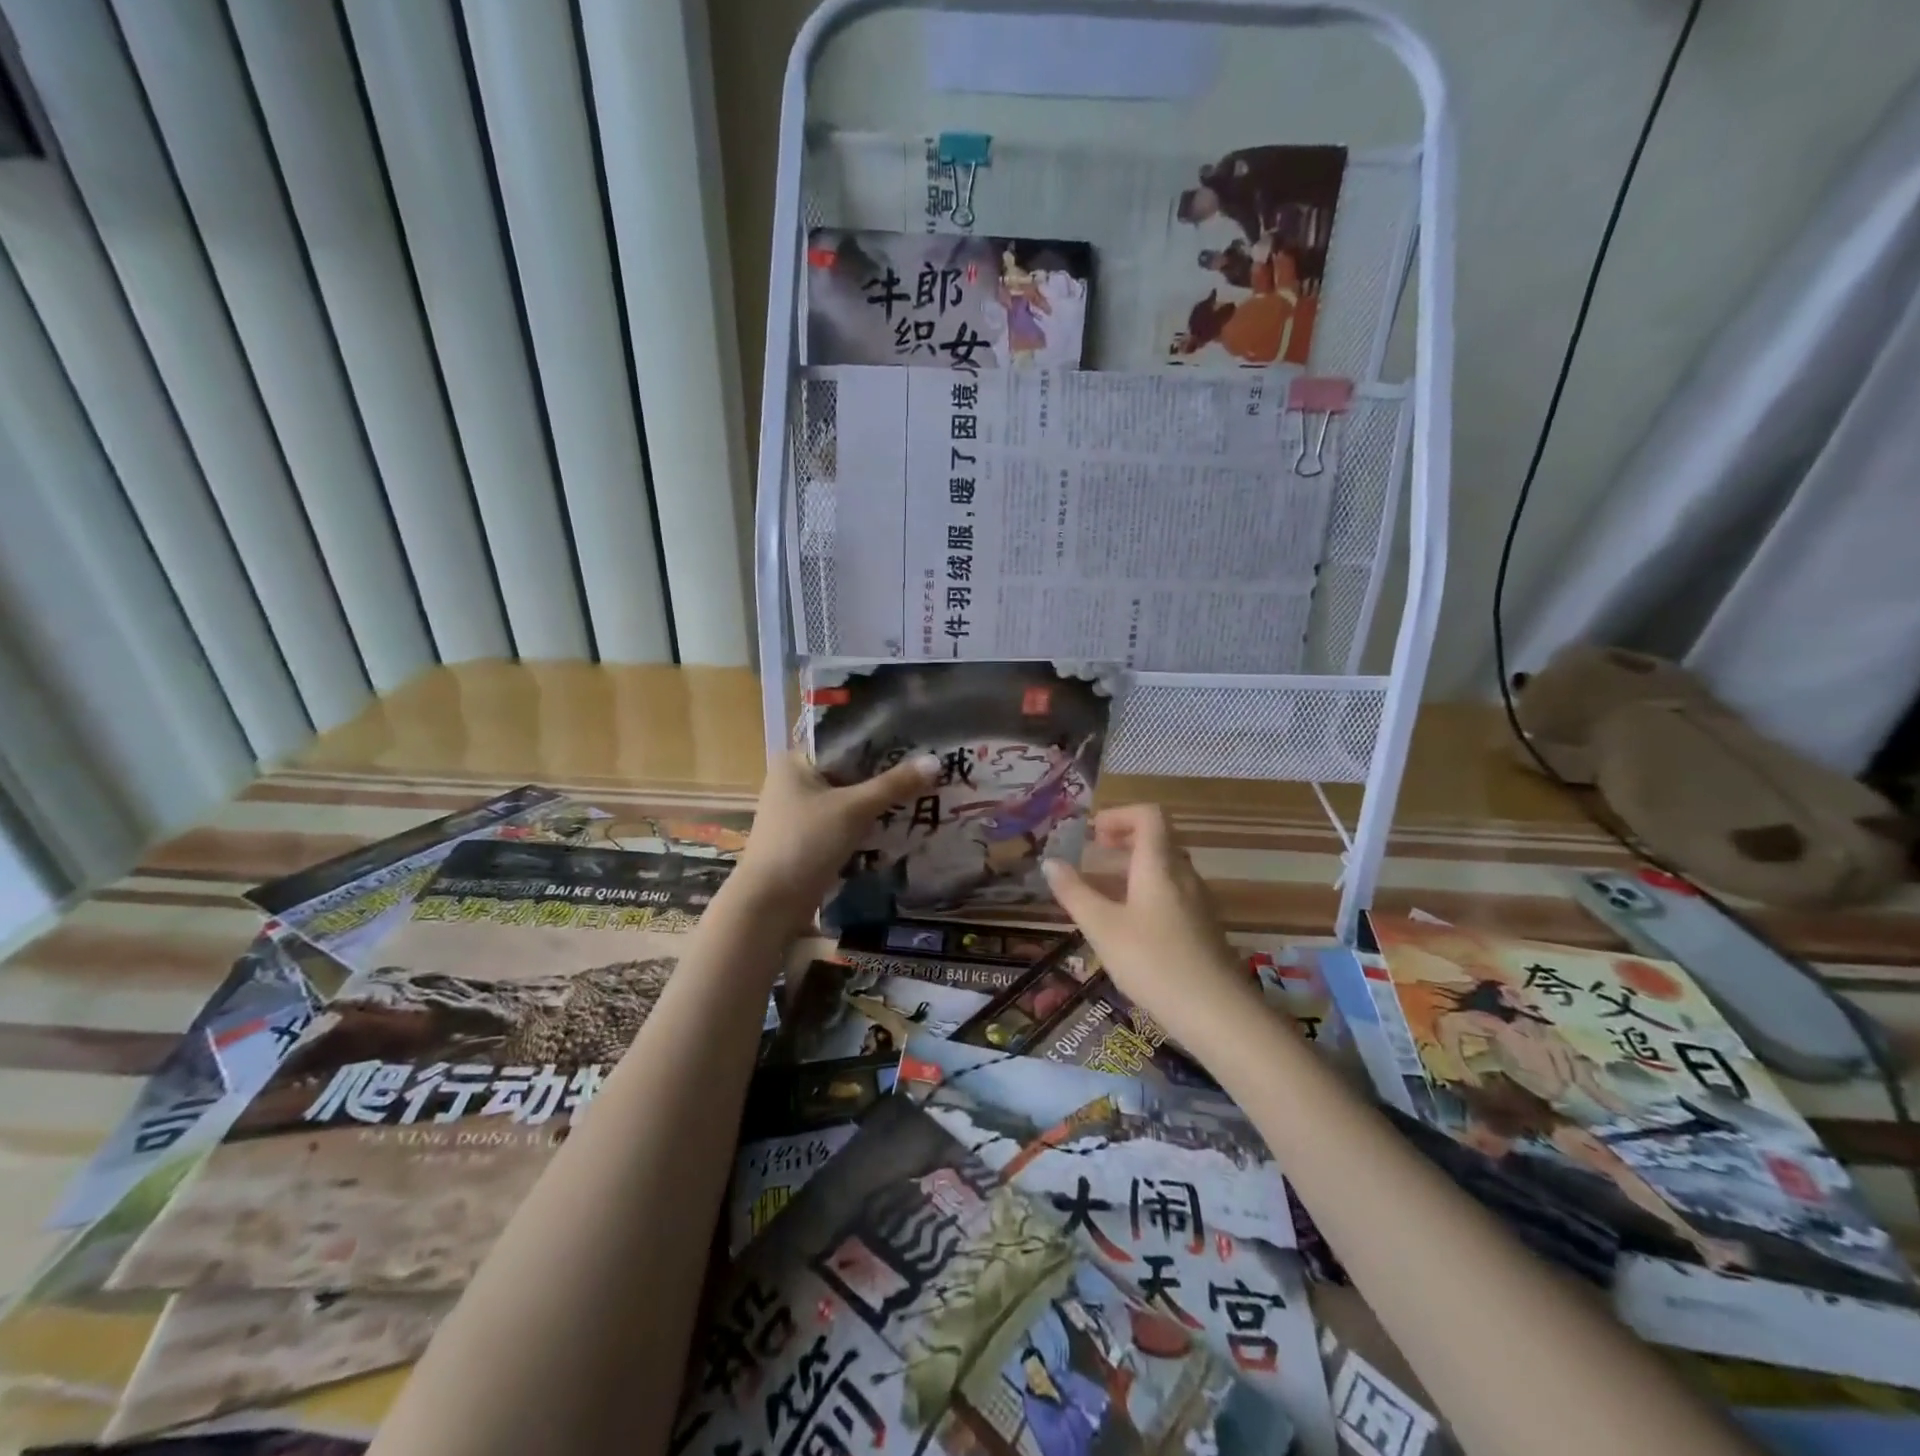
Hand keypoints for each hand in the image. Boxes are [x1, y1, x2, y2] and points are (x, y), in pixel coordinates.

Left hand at [725, 750, 939, 929]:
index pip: (845, 741)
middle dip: (885, 776)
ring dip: (878, 803)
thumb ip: (894, 785)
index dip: (882, 742)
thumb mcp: (854, 809)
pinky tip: (898, 826)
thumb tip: (935, 761)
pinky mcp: (807, 840)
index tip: (918, 744)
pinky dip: (866, 824)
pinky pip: (843, 823)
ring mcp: (799, 813)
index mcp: (795, 761)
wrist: (769, 905)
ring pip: (848, 799)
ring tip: (922, 796)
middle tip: (927, 772)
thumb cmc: (805, 843)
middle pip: (849, 771)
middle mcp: (793, 781)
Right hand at [1042, 805, 1256, 1048]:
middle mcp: (1184, 875)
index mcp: (1159, 865)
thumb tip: (1050, 862)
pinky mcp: (1204, 928)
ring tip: (1104, 892)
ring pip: (1166, 869)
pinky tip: (1130, 926)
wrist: (1217, 1013)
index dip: (1119, 815)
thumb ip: (1074, 893)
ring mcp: (1199, 902)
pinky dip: (1148, 893)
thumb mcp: (1102, 927)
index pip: (1149, 815)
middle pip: (1158, 840)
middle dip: (1124, 841)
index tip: (1093, 834)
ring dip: (1134, 869)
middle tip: (1094, 856)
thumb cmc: (1153, 962)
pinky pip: (1174, 894)